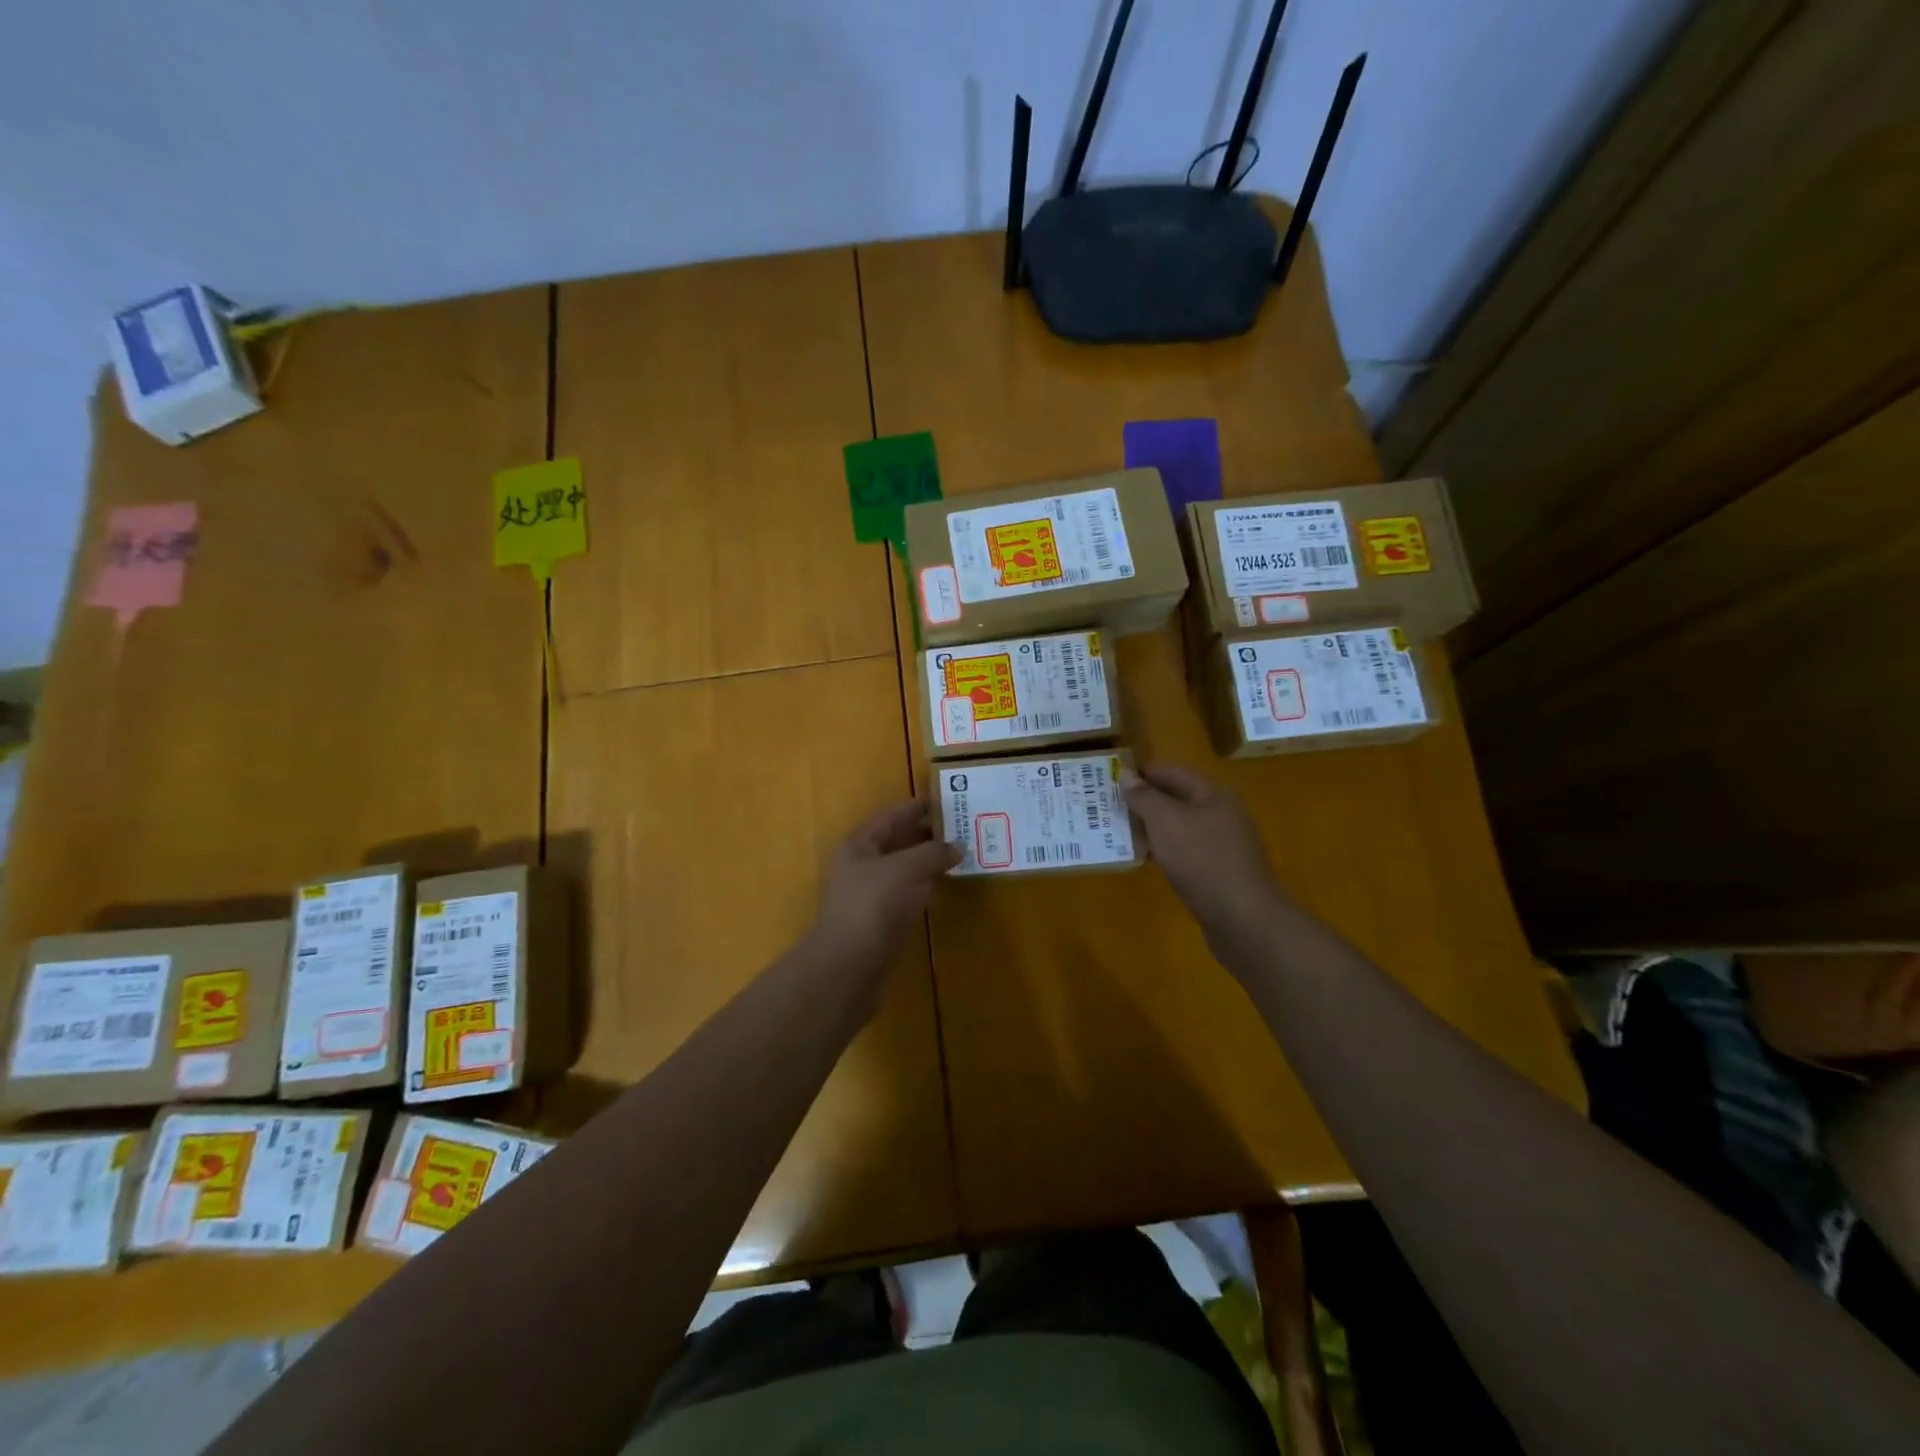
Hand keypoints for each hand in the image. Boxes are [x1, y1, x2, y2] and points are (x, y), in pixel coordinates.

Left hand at [808, 797, 959, 983]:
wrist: (848, 967)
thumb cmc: (872, 906)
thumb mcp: (906, 869)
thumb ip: (933, 853)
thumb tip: (958, 846)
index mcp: (859, 845)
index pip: (891, 816)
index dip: (917, 807)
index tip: (946, 800)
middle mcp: (861, 866)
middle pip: (897, 841)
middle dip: (927, 833)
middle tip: (962, 826)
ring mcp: (870, 895)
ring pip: (903, 869)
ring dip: (928, 861)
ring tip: (960, 852)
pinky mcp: (880, 921)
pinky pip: (906, 894)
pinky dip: (925, 887)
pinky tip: (944, 886)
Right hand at [1125, 762, 1285, 938]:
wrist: (1242, 918)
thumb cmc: (1202, 860)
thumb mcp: (1166, 822)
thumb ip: (1144, 797)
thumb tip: (1127, 776)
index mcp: (1213, 793)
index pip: (1171, 771)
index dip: (1141, 771)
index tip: (1109, 776)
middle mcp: (1221, 813)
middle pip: (1176, 797)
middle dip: (1143, 800)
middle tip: (1108, 804)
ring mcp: (1222, 843)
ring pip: (1179, 826)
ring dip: (1150, 826)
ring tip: (1118, 829)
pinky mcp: (1218, 870)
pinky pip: (1185, 850)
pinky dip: (1163, 849)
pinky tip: (1143, 857)